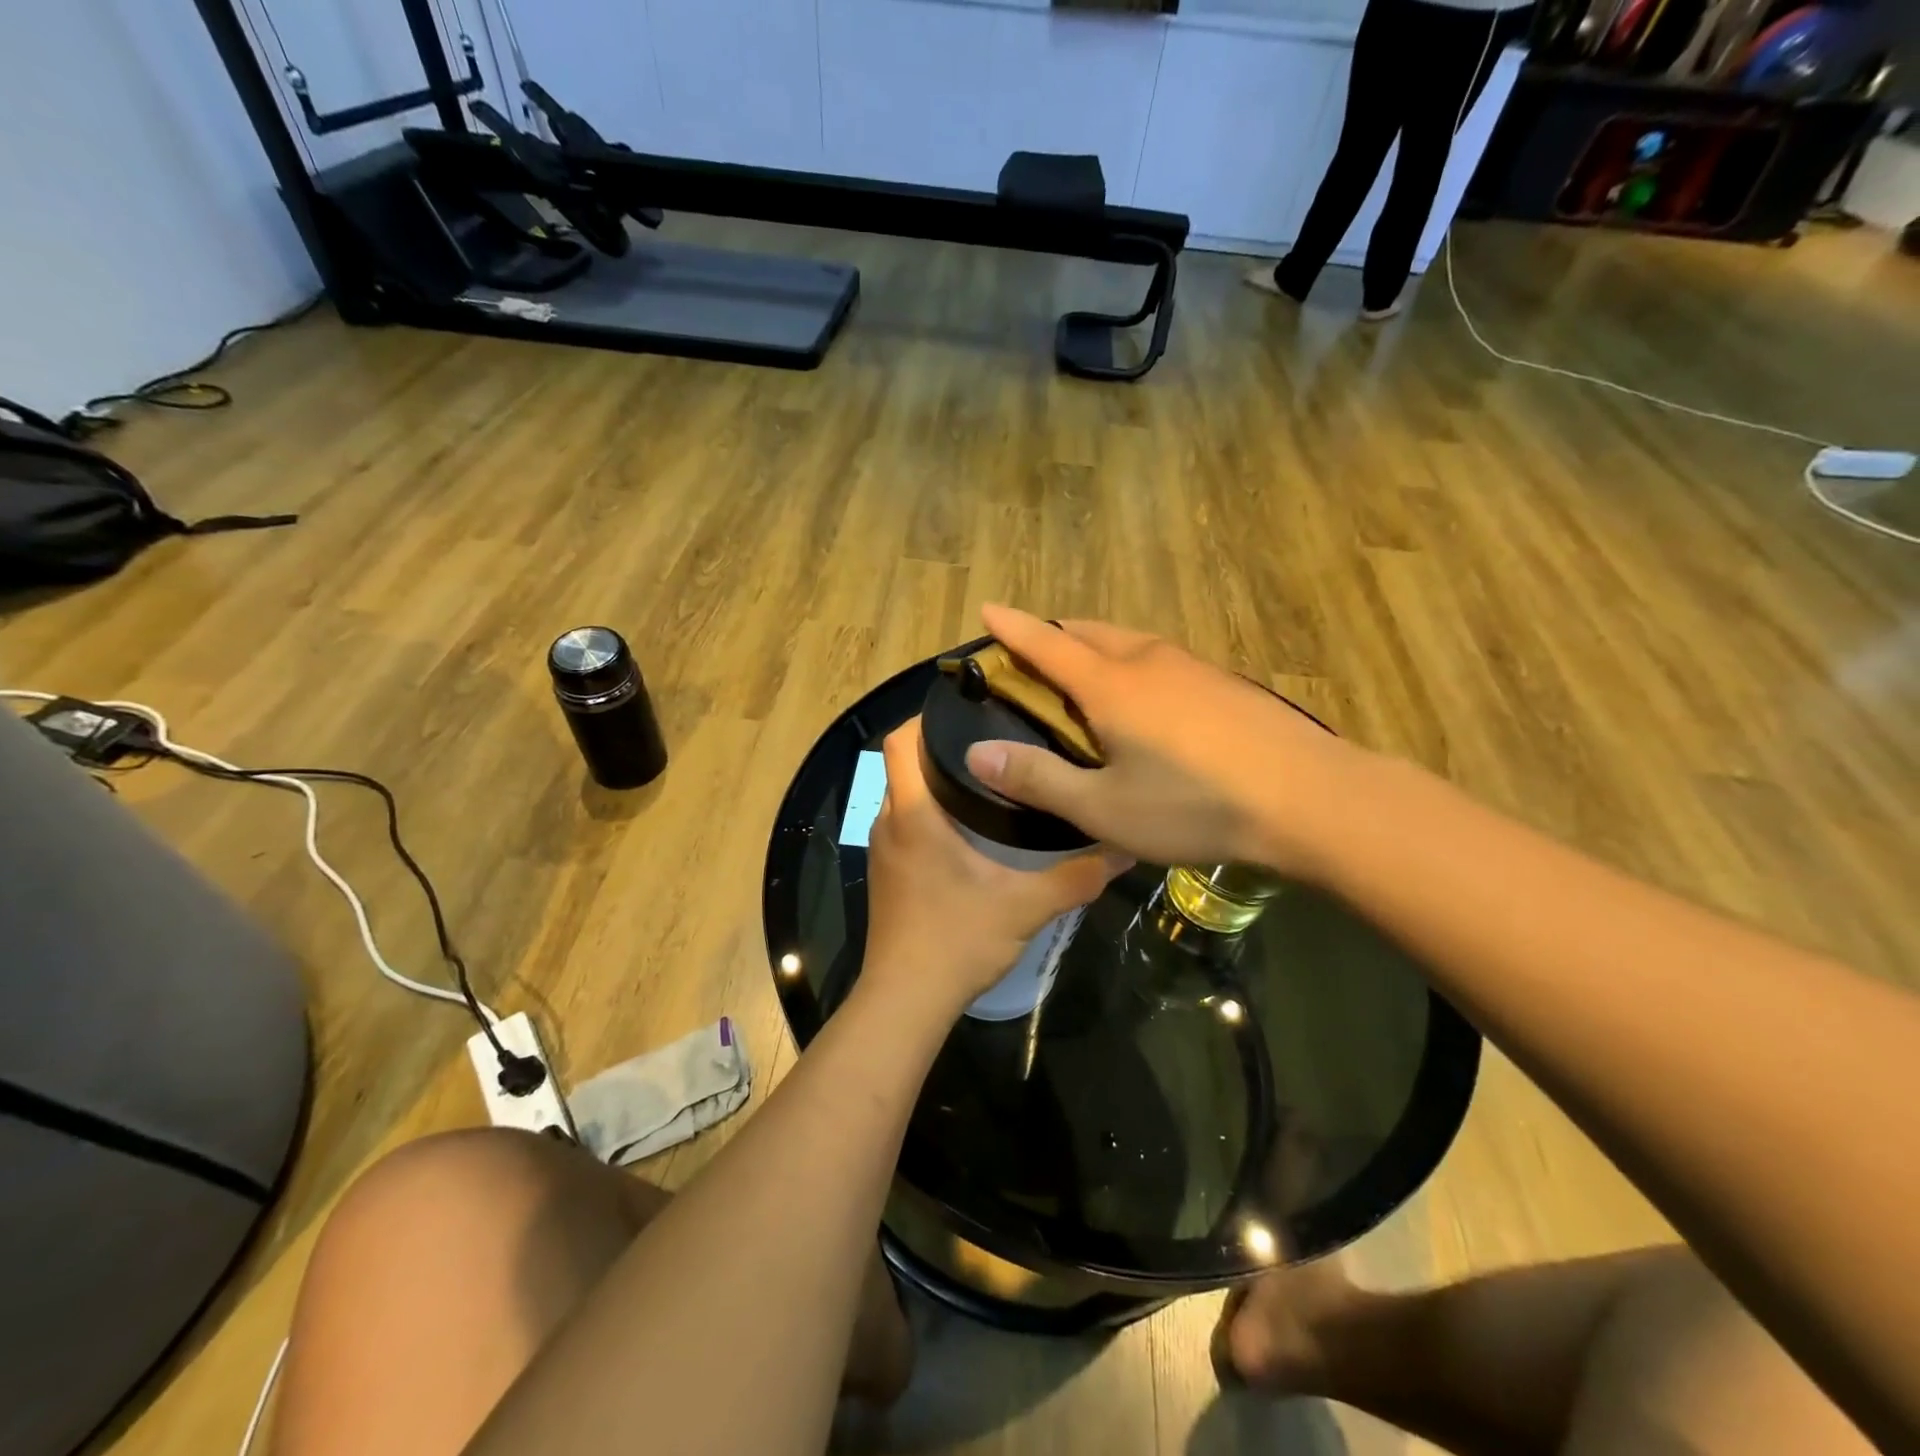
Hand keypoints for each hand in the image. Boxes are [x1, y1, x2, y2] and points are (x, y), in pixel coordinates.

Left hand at [862, 718, 1129, 1021]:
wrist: (905, 1001)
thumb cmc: (956, 941)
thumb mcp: (1026, 907)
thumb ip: (1077, 875)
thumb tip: (1124, 848)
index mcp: (914, 814)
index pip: (899, 741)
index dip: (925, 716)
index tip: (968, 708)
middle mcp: (890, 822)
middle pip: (904, 763)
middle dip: (942, 747)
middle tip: (996, 739)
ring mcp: (883, 849)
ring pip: (904, 794)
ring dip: (936, 781)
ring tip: (991, 776)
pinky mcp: (887, 873)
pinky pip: (905, 823)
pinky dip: (930, 812)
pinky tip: (971, 828)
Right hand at [961, 605, 1358, 877]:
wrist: (1311, 799)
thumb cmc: (1195, 805)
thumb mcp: (1104, 808)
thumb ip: (1038, 779)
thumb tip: (977, 753)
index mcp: (1111, 685)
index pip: (1047, 643)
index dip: (1013, 627)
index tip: (988, 609)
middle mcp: (1149, 662)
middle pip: (1090, 633)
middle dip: (1055, 636)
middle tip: (1033, 656)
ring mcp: (1194, 669)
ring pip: (1130, 643)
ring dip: (1097, 649)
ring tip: (1085, 676)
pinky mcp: (1226, 685)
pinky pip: (1162, 662)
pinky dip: (1134, 667)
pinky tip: (1147, 703)